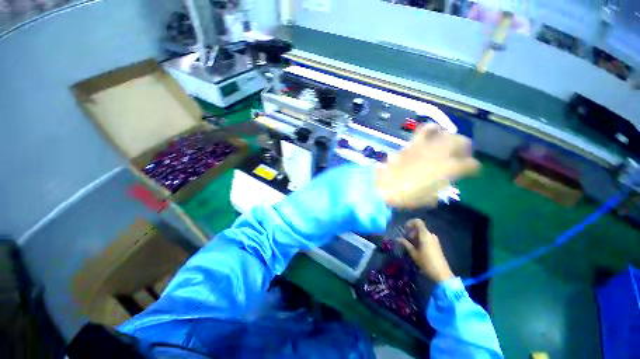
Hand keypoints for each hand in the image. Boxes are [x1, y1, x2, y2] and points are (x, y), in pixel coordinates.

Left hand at [375, 123, 479, 207]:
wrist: (385, 186)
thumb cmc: (408, 196)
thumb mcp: (429, 198)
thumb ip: (440, 187)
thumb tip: (443, 182)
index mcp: (449, 170)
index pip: (471, 165)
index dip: (473, 169)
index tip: (470, 171)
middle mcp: (442, 154)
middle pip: (463, 143)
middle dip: (465, 150)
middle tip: (461, 156)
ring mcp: (427, 146)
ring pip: (448, 134)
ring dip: (452, 139)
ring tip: (448, 144)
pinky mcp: (413, 143)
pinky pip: (426, 130)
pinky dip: (432, 129)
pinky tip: (433, 132)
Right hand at [399, 219, 452, 282]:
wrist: (442, 274)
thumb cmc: (426, 263)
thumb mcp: (414, 253)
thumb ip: (406, 244)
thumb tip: (398, 238)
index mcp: (425, 235)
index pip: (417, 221)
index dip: (409, 223)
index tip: (405, 229)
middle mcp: (431, 235)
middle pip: (419, 227)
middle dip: (411, 231)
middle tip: (406, 239)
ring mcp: (435, 240)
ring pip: (422, 233)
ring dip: (415, 236)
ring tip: (410, 245)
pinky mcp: (436, 245)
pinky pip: (426, 238)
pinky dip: (420, 240)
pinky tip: (417, 248)